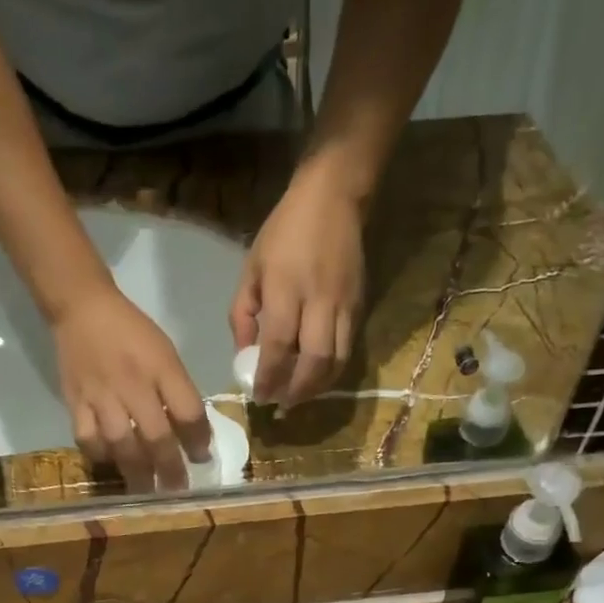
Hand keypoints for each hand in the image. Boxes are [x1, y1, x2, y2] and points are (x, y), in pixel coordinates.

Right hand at [53, 289, 211, 490]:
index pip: (188, 411)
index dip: (199, 440)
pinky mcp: (75, 401)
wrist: (83, 308)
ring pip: (121, 443)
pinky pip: (88, 438)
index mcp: (161, 368)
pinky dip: (100, 455)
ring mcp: (101, 395)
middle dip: (170, 468)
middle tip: (177, 489)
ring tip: (146, 490)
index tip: (202, 458)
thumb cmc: (132, 332)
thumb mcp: (165, 353)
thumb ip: (178, 390)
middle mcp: (133, 384)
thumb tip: (192, 433)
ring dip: (137, 471)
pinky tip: (110, 462)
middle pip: (156, 435)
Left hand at [231, 166, 364, 406]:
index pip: (278, 346)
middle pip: (314, 361)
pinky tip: (316, 377)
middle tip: (282, 404)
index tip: (259, 397)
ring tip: (299, 396)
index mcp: (286, 289)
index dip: (269, 377)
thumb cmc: (284, 232)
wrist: (334, 198)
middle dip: (297, 390)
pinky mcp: (360, 306)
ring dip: (317, 386)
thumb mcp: (251, 268)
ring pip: (336, 360)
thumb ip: (243, 314)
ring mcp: (344, 305)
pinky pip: (347, 349)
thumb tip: (244, 354)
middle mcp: (319, 301)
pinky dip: (331, 370)